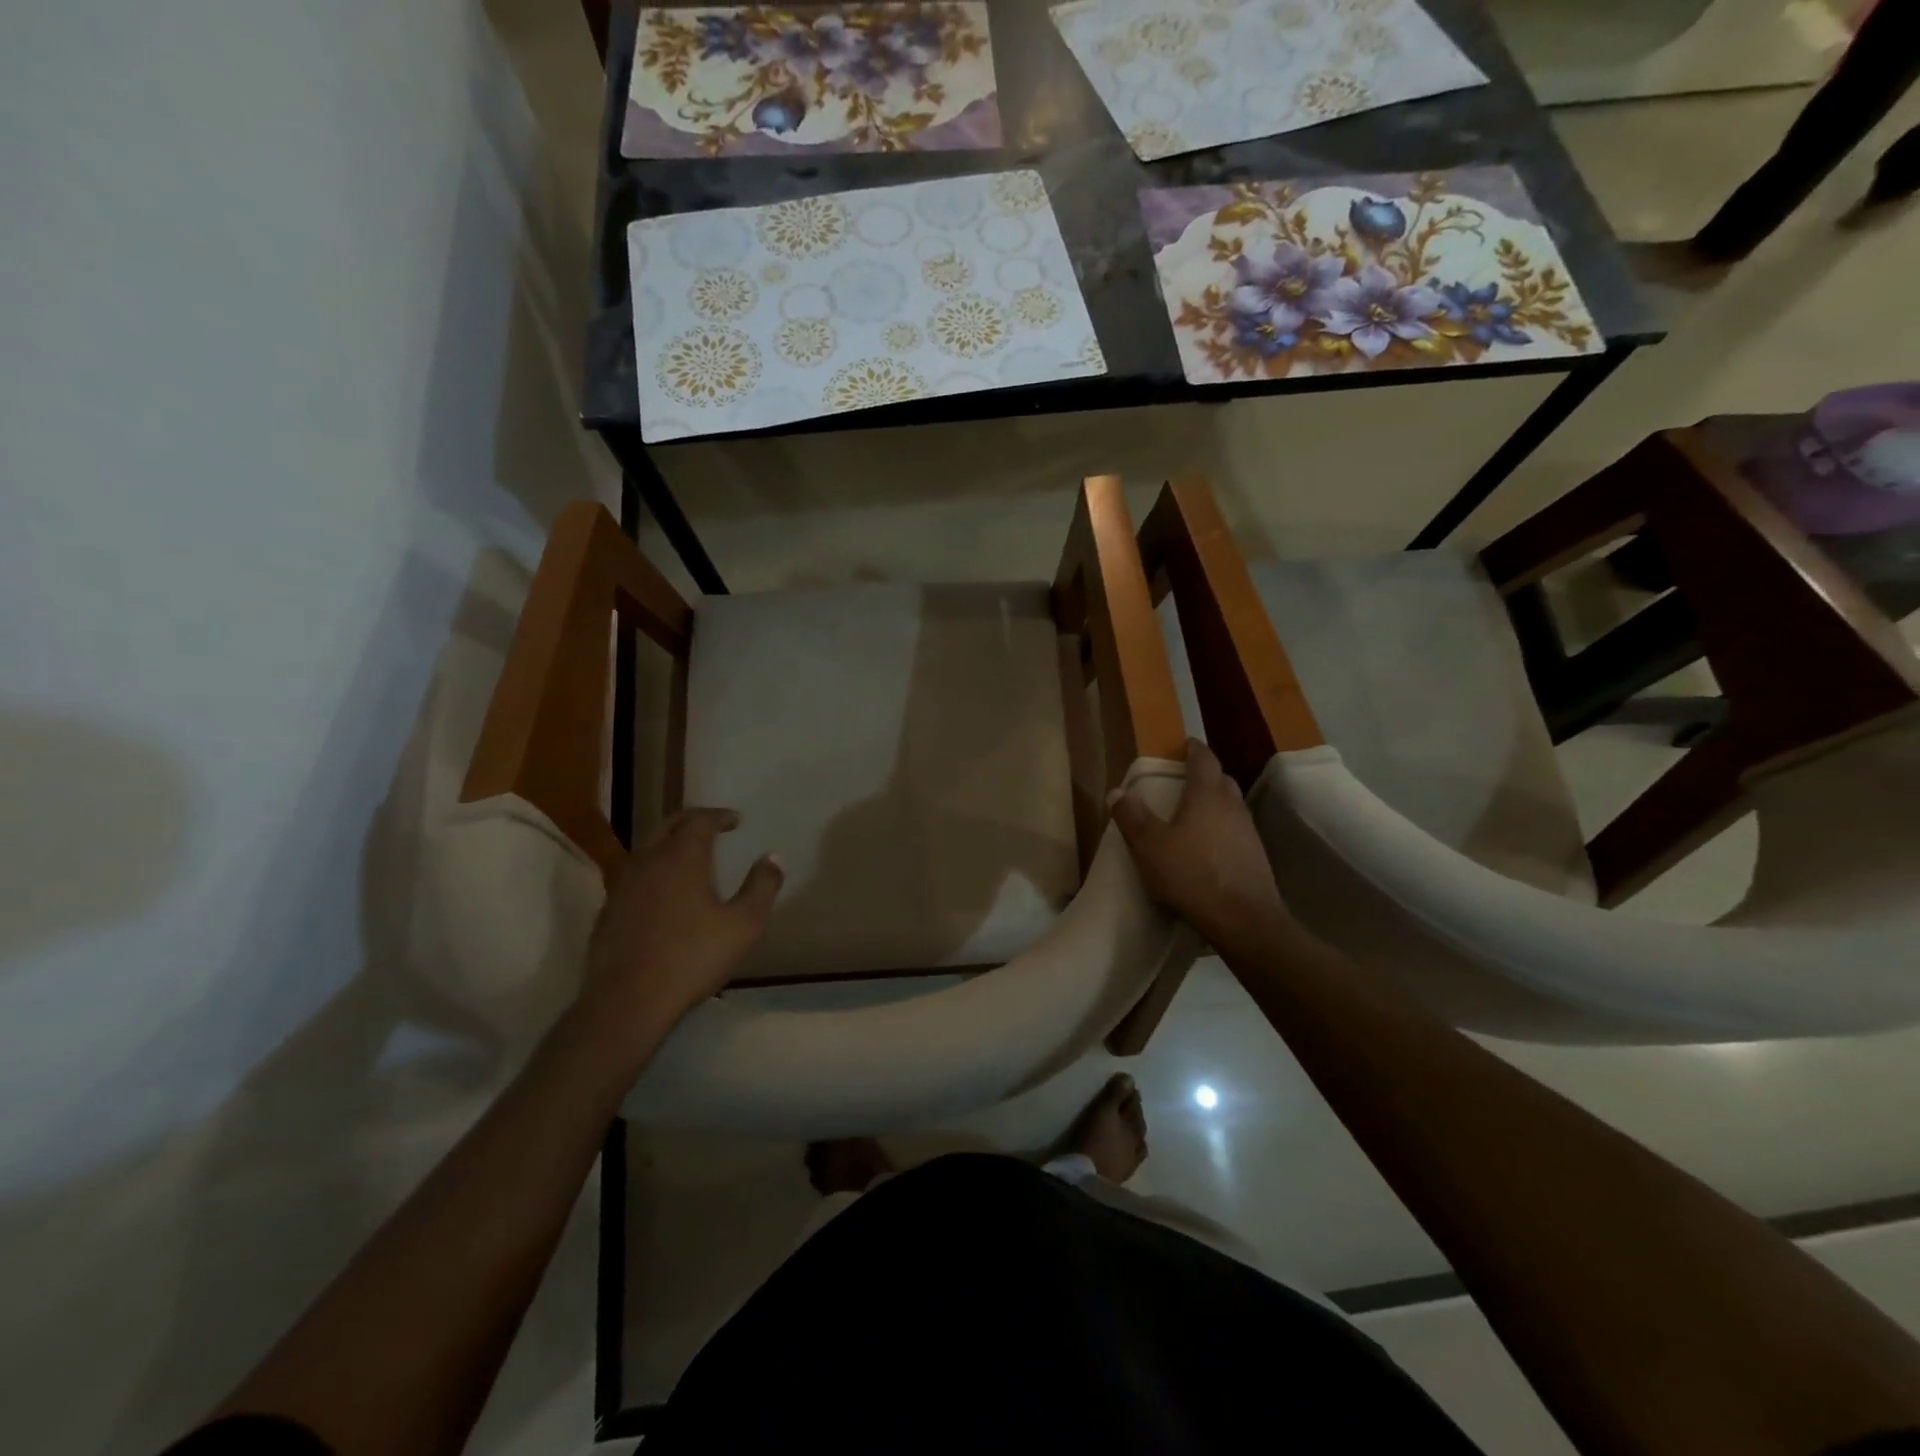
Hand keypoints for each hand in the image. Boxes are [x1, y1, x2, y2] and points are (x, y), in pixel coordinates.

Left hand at [578, 808, 782, 1039]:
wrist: (627, 1001)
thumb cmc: (692, 958)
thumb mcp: (744, 925)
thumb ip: (762, 886)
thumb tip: (773, 857)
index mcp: (682, 857)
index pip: (700, 820)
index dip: (719, 816)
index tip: (735, 820)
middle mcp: (648, 860)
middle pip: (668, 825)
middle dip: (692, 820)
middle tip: (712, 825)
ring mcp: (622, 885)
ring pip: (647, 847)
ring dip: (670, 842)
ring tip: (689, 854)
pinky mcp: (609, 909)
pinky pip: (634, 874)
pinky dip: (654, 868)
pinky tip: (663, 890)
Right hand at [1109, 740, 1289, 950]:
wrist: (1244, 919)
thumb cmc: (1192, 874)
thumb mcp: (1149, 845)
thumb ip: (1132, 817)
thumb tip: (1117, 792)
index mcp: (1207, 794)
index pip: (1204, 759)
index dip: (1194, 749)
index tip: (1185, 744)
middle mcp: (1232, 806)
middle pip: (1222, 780)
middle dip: (1205, 775)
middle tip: (1186, 780)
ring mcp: (1249, 832)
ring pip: (1231, 806)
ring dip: (1215, 803)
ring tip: (1194, 814)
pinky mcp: (1256, 857)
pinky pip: (1236, 831)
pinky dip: (1222, 829)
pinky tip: (1209, 847)